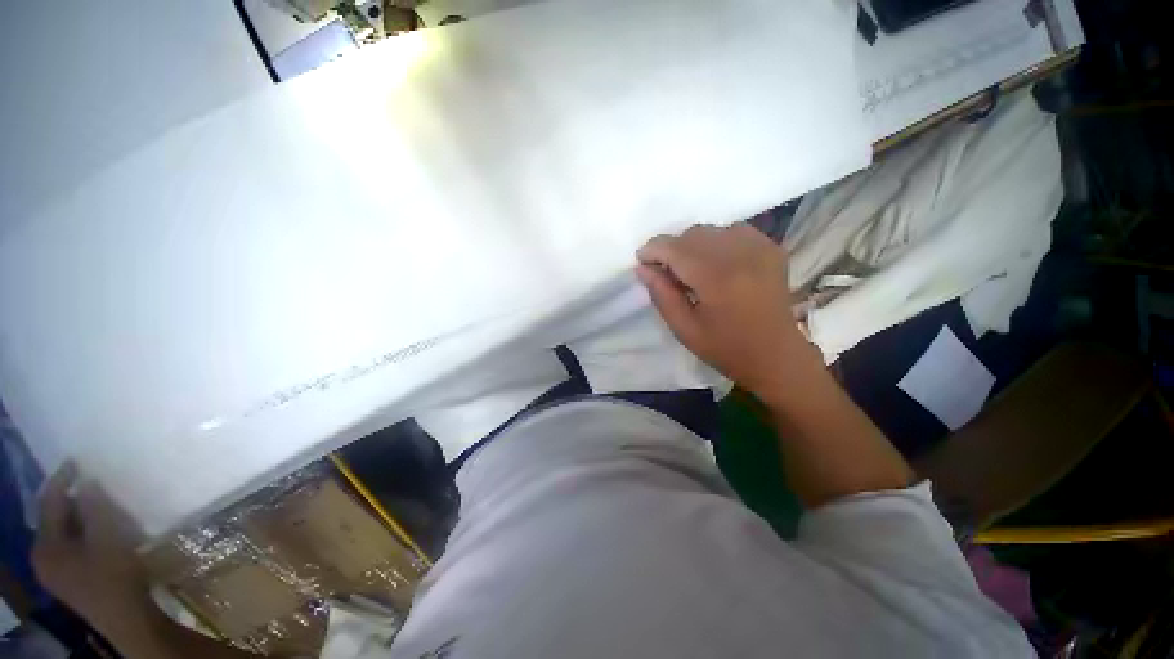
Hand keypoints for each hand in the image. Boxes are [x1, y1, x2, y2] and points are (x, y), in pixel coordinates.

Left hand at [32, 463, 151, 634]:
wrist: (128, 619)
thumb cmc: (115, 575)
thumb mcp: (107, 537)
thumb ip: (94, 507)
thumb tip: (86, 482)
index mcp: (45, 546)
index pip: (49, 502)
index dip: (63, 479)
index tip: (78, 459)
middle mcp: (43, 557)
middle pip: (56, 519)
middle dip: (74, 500)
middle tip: (96, 482)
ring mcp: (57, 572)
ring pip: (67, 533)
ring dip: (83, 517)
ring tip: (103, 504)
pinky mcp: (72, 579)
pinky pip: (75, 546)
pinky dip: (87, 533)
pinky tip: (104, 531)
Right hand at [636, 223, 817, 401]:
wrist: (777, 355)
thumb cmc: (726, 348)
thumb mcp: (684, 329)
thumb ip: (661, 295)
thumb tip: (643, 268)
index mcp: (715, 278)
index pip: (675, 247)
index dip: (653, 250)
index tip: (643, 261)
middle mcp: (739, 254)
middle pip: (693, 233)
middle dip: (672, 248)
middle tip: (668, 272)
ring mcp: (759, 248)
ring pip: (712, 230)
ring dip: (694, 245)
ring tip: (693, 269)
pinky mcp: (771, 248)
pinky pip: (734, 231)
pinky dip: (718, 242)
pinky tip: (717, 263)